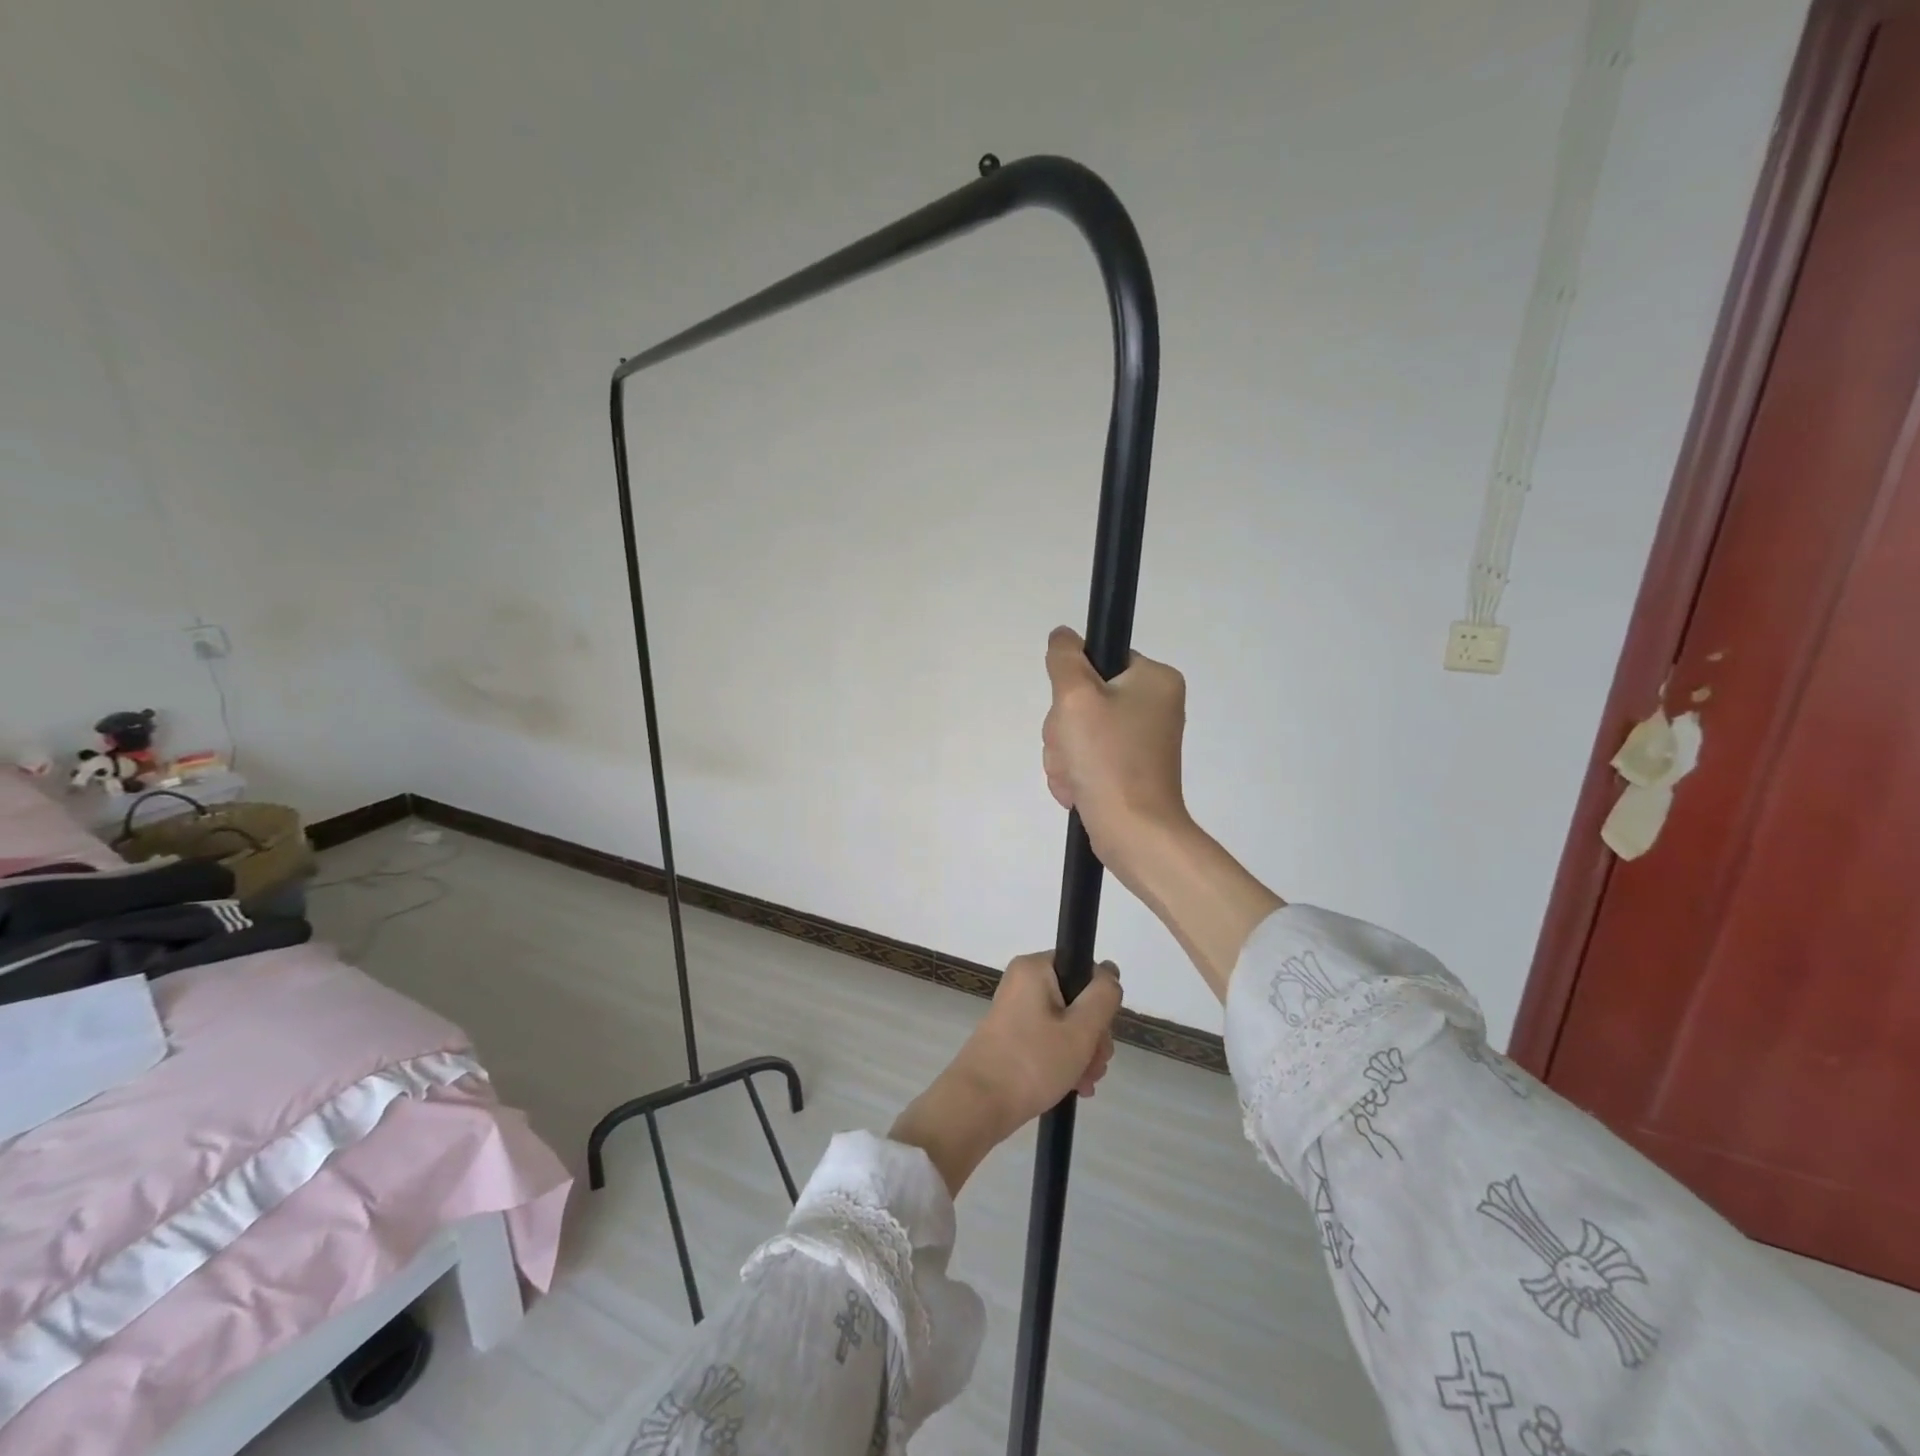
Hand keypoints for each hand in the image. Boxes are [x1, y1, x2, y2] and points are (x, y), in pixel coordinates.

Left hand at [890, 953, 1121, 1194]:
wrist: (978, 1104)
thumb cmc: (1032, 1061)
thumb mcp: (1081, 1030)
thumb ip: (1104, 997)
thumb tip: (1109, 972)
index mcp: (1035, 968)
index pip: (1083, 968)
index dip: (1099, 1000)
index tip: (1101, 1032)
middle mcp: (1023, 982)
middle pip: (1077, 999)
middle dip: (1093, 1035)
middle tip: (1095, 1065)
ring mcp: (1016, 1010)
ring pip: (1066, 1023)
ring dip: (1082, 1052)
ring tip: (1084, 1084)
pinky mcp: (1013, 1035)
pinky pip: (1049, 1039)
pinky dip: (1064, 1060)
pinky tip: (1074, 1087)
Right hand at [1043, 626, 1191, 891]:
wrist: (1134, 833)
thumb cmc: (1109, 760)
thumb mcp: (1077, 697)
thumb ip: (1065, 659)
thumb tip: (1063, 636)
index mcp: (1156, 680)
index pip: (1098, 660)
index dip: (1073, 684)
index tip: (1073, 710)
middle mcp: (1154, 706)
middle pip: (1084, 698)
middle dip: (1064, 729)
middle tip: (1073, 749)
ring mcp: (1141, 741)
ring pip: (1078, 731)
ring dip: (1064, 754)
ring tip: (1076, 776)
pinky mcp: (1128, 770)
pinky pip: (1086, 758)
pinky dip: (1075, 774)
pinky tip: (1078, 790)